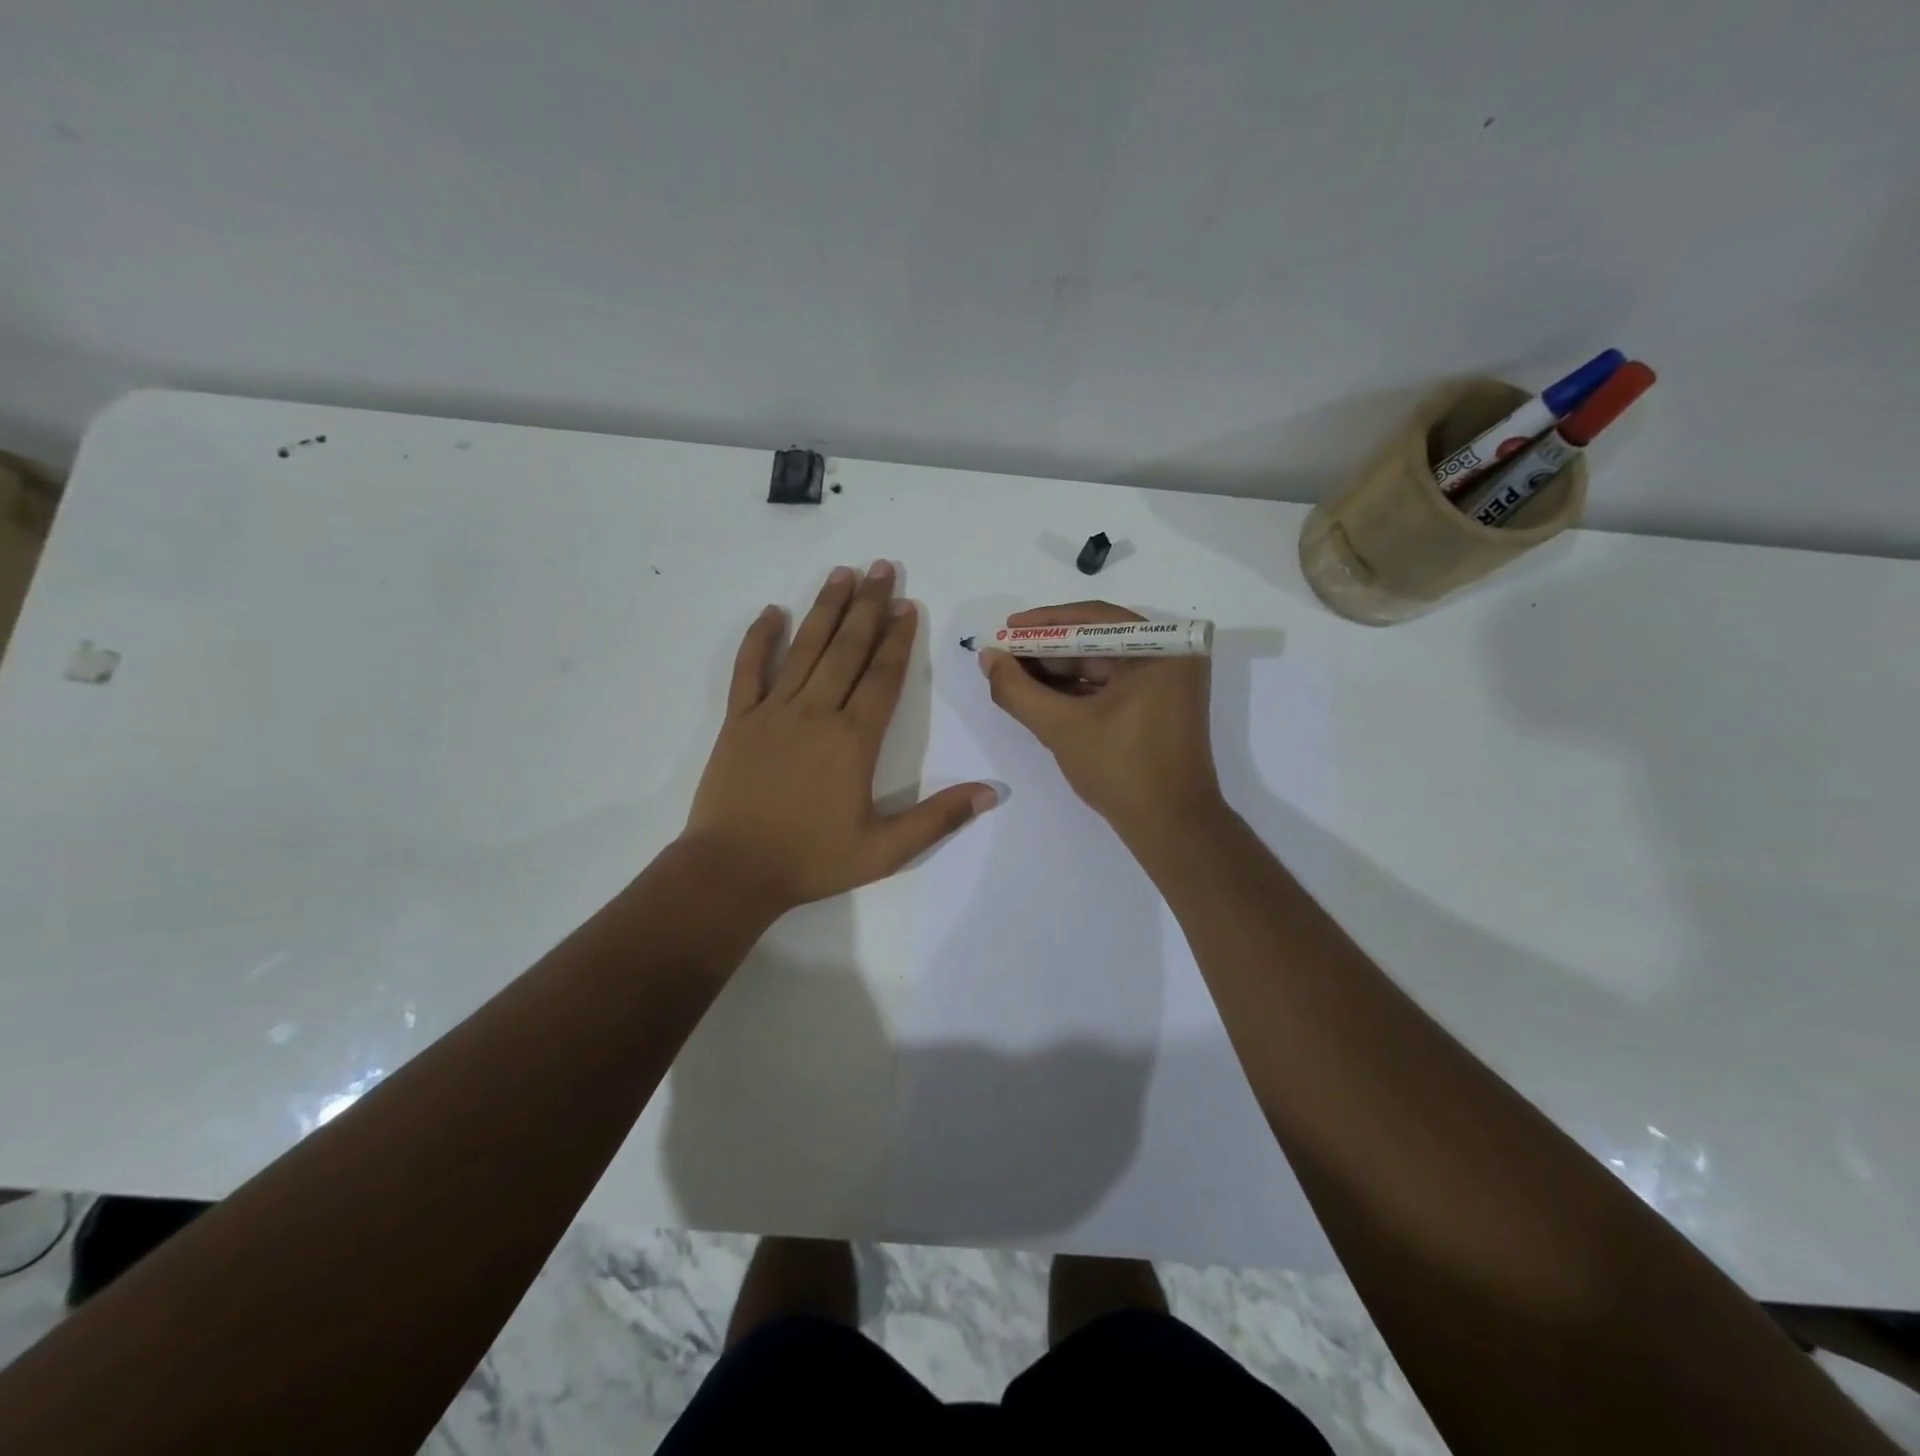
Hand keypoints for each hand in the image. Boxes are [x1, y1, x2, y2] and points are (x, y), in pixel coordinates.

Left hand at [685, 562, 995, 914]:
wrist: (732, 872)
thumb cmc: (811, 860)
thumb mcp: (885, 851)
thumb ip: (938, 819)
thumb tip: (990, 792)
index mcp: (854, 740)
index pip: (884, 676)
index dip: (899, 639)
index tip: (908, 606)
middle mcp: (816, 713)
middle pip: (847, 649)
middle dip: (868, 606)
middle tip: (882, 567)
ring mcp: (773, 712)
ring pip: (805, 649)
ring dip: (825, 609)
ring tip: (841, 573)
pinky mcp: (739, 721)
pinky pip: (748, 670)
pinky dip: (759, 640)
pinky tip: (771, 612)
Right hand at [978, 602, 1222, 840]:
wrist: (1171, 827)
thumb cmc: (1121, 770)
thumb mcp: (1061, 727)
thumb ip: (1018, 690)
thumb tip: (987, 657)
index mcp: (1161, 650)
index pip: (1093, 619)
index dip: (1044, 623)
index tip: (1006, 630)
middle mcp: (1171, 657)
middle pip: (1096, 640)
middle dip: (1047, 650)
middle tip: (1004, 656)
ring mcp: (1167, 683)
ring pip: (1101, 664)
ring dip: (1058, 671)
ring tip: (1014, 676)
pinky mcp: (1158, 706)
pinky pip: (1111, 685)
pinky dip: (1077, 690)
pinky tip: (1040, 695)